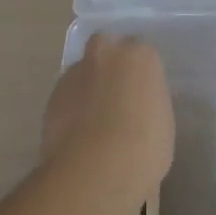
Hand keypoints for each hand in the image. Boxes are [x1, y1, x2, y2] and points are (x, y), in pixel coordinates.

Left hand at [41, 32, 174, 188]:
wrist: (97, 168)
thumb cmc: (145, 146)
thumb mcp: (163, 121)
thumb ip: (149, 100)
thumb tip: (138, 104)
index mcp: (140, 56)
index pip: (142, 52)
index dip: (140, 72)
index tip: (142, 92)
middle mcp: (106, 54)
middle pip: (106, 46)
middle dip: (109, 62)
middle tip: (116, 93)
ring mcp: (76, 73)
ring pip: (82, 71)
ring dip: (88, 86)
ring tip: (94, 120)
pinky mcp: (53, 95)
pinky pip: (67, 95)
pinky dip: (72, 107)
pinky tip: (78, 132)